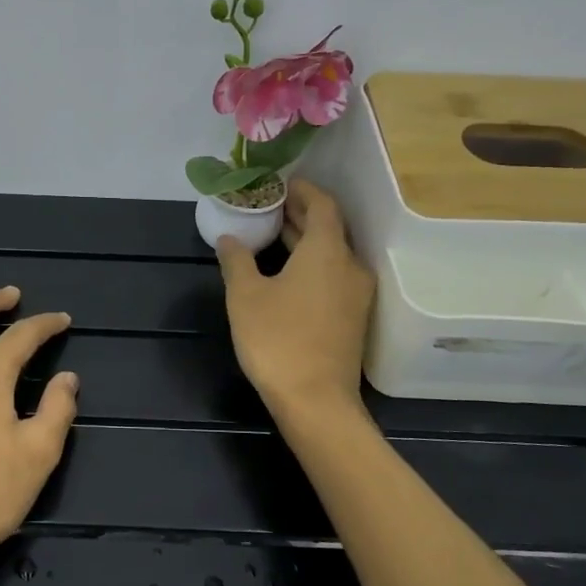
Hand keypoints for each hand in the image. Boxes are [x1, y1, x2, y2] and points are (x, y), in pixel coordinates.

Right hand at [217, 180, 374, 414]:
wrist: (316, 401)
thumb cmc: (277, 339)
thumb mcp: (245, 296)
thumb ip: (237, 261)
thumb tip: (229, 239)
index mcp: (327, 251)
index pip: (323, 204)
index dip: (303, 190)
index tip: (280, 184)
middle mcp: (350, 266)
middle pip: (329, 228)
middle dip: (300, 215)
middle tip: (268, 208)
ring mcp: (356, 294)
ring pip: (332, 254)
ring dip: (305, 241)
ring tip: (272, 236)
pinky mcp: (353, 317)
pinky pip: (333, 276)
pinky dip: (312, 264)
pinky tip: (286, 274)